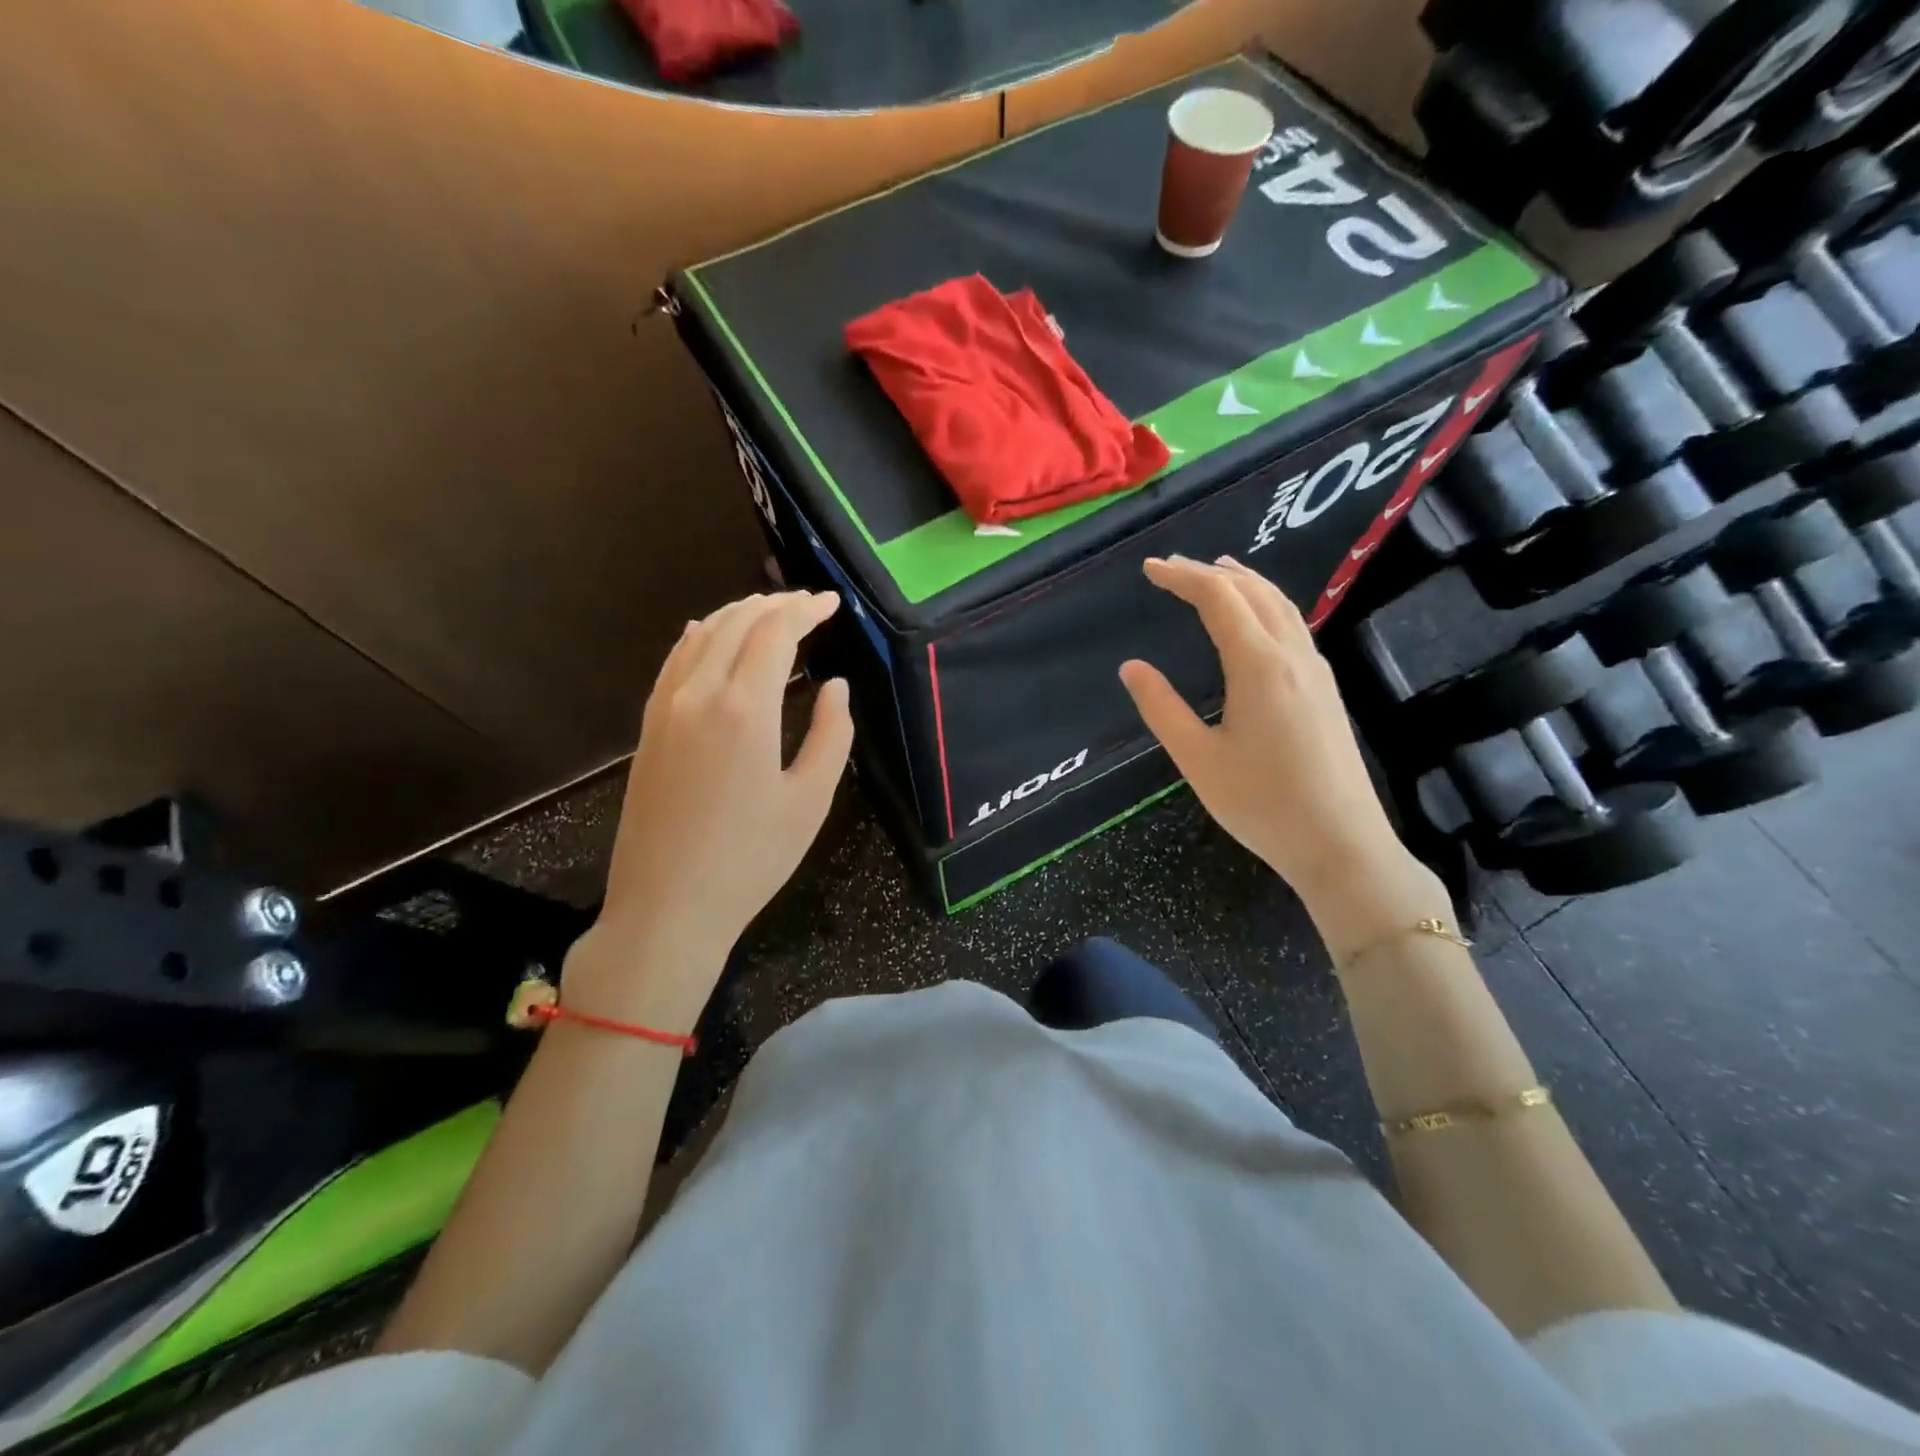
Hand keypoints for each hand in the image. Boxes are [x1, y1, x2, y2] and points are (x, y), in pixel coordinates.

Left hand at [566, 590, 852, 1030]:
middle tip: (808, 604)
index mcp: (744, 708)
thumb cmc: (750, 860)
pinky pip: (675, 661)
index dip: (806, 609)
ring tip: (770, 611)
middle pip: (736, 623)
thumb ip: (832, 735)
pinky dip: (700, 637)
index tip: (832, 603)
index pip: (775, 632)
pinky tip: (709, 634)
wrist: (667, 907)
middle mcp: (699, 694)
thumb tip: (835, 686)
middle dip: (776, 604)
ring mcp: (665, 709)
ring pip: (701, 636)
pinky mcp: (649, 728)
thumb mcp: (810, 800)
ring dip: (738, 614)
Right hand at [1119, 556, 1445, 953]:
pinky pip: (1293, 625)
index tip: (1149, 569)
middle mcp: (1293, 655)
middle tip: (1172, 568)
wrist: (1341, 844)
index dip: (1182, 576)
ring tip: (1216, 572)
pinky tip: (1255, 620)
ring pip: (1280, 605)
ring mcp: (1316, 671)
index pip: (1218, 598)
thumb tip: (1132, 667)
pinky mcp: (1326, 689)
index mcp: (1259, 665)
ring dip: (1244, 582)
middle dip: (1210, 572)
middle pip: (1253, 591)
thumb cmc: (1262, 805)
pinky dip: (1265, 604)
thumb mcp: (1198, 759)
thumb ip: (1162, 708)